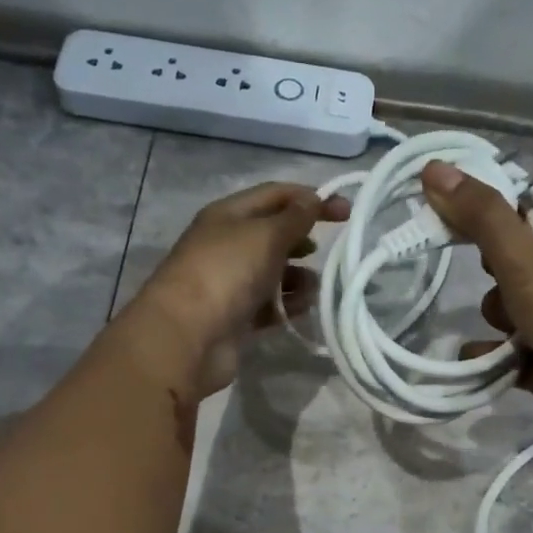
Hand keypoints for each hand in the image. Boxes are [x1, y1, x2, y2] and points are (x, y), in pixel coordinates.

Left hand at [123, 182, 348, 398]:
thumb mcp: (265, 235)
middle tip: (331, 251)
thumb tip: (313, 200)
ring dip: (299, 278)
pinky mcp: (237, 317)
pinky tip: (303, 308)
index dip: (310, 198)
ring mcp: (230, 283)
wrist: (187, 337)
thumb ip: (294, 218)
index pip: (275, 195)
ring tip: (316, 286)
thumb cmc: (226, 274)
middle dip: (303, 240)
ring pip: (274, 273)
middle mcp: (227, 245)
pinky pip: (270, 305)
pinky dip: (288, 305)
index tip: (346, 212)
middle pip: (274, 234)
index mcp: (228, 215)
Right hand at [422, 161, 532, 462]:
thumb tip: (434, 167)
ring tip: (512, 331)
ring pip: (510, 301)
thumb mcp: (530, 263)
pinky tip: (485, 363)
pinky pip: (509, 347)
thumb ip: (482, 217)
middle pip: (518, 248)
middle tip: (495, 274)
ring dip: (498, 315)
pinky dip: (494, 354)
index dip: (503, 195)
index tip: (463, 208)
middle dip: (493, 264)